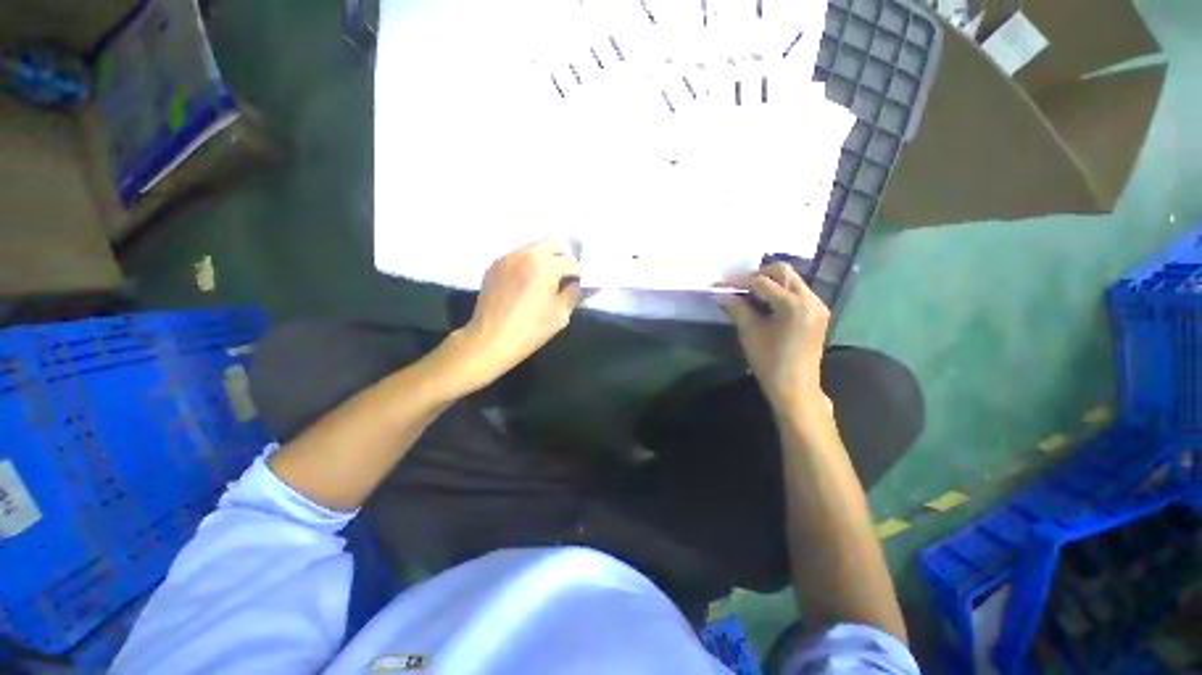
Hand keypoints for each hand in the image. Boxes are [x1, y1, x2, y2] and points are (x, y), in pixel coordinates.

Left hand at [453, 239, 580, 389]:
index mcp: (544, 265)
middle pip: (552, 243)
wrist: (490, 339)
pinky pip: (517, 256)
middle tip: (567, 275)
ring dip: (546, 258)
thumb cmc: (531, 329)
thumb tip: (578, 284)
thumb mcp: (561, 314)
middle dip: (564, 257)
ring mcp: (507, 257)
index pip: (571, 263)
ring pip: (533, 247)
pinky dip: (528, 263)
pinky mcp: (495, 266)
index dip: (580, 274)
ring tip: (548, 278)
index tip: (583, 283)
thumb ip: (573, 293)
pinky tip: (528, 282)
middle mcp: (525, 253)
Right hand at [718, 262, 830, 414]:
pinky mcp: (817, 313)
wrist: (795, 389)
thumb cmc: (770, 363)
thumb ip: (737, 308)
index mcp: (794, 306)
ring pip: (790, 281)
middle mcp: (811, 300)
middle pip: (782, 272)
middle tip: (736, 288)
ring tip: (747, 296)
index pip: (762, 283)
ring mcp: (817, 306)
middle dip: (756, 276)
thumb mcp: (750, 333)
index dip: (738, 281)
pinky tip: (763, 305)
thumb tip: (721, 295)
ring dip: (767, 284)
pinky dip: (778, 293)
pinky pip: (796, 292)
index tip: (718, 284)